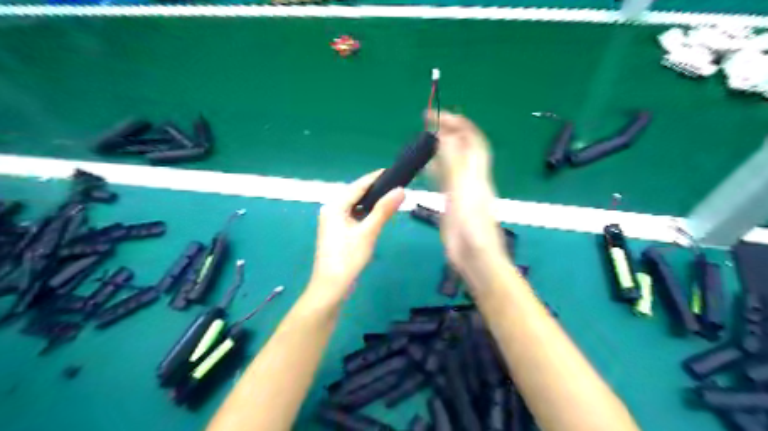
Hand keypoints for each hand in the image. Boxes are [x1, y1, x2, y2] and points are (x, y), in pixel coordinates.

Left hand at [309, 170, 404, 301]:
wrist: (331, 288)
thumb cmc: (347, 259)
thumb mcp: (367, 233)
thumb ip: (383, 210)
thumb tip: (401, 189)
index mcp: (335, 206)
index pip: (358, 185)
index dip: (375, 178)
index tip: (393, 171)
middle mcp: (331, 210)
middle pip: (355, 193)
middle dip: (375, 189)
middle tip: (396, 186)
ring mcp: (333, 222)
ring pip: (355, 205)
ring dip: (371, 202)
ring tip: (391, 198)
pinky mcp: (337, 232)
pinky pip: (354, 215)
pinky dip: (366, 213)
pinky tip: (378, 215)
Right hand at [429, 111, 508, 271]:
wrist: (475, 257)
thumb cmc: (472, 227)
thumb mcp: (464, 192)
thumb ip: (455, 164)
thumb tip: (446, 136)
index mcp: (477, 174)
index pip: (473, 141)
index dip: (461, 125)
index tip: (441, 115)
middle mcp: (471, 179)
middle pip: (462, 150)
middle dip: (449, 133)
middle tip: (428, 123)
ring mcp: (461, 191)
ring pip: (452, 163)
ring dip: (441, 149)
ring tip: (425, 139)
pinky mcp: (452, 203)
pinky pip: (444, 180)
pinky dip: (435, 169)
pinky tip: (426, 166)